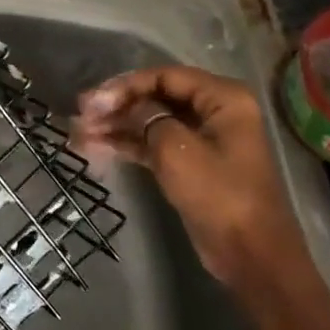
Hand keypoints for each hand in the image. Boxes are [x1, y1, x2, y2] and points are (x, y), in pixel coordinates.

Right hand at [72, 66, 315, 298]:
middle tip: (80, 116)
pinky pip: (154, 144)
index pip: (165, 76)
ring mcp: (202, 139)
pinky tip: (96, 146)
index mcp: (223, 99)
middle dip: (117, 105)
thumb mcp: (177, 150)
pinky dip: (128, 144)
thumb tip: (125, 105)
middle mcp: (214, 111)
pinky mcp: (191, 164)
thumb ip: (147, 118)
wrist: (249, 253)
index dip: (126, 86)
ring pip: (152, 121)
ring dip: (117, 125)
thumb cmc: (218, 195)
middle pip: (157, 96)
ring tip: (80, 133)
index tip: (92, 102)